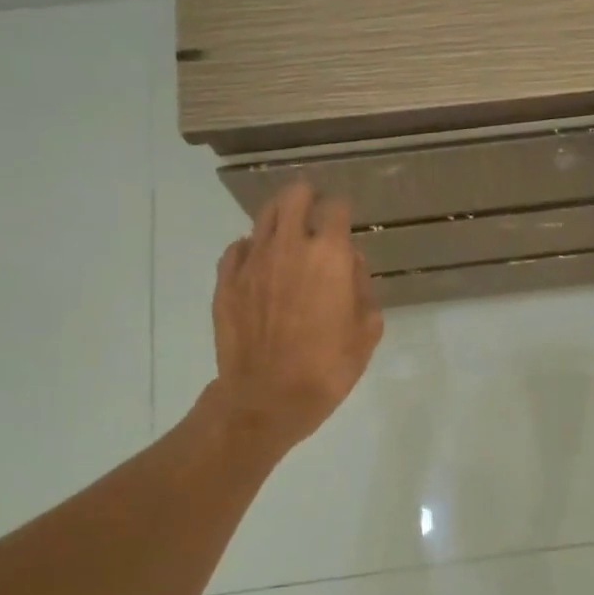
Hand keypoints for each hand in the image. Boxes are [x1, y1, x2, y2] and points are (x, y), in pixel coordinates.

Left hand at [211, 183, 383, 452]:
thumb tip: (349, 262)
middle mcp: (289, 246)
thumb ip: (362, 286)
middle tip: (314, 208)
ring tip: (287, 229)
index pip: (336, 208)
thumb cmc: (328, 367)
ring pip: (263, 217)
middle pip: (294, 196)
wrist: (267, 398)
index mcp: (328, 255)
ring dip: (279, 216)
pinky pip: (237, 248)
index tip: (344, 219)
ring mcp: (252, 262)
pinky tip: (258, 262)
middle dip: (307, 196)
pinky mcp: (226, 281)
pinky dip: (251, 248)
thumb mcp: (367, 329)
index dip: (342, 209)